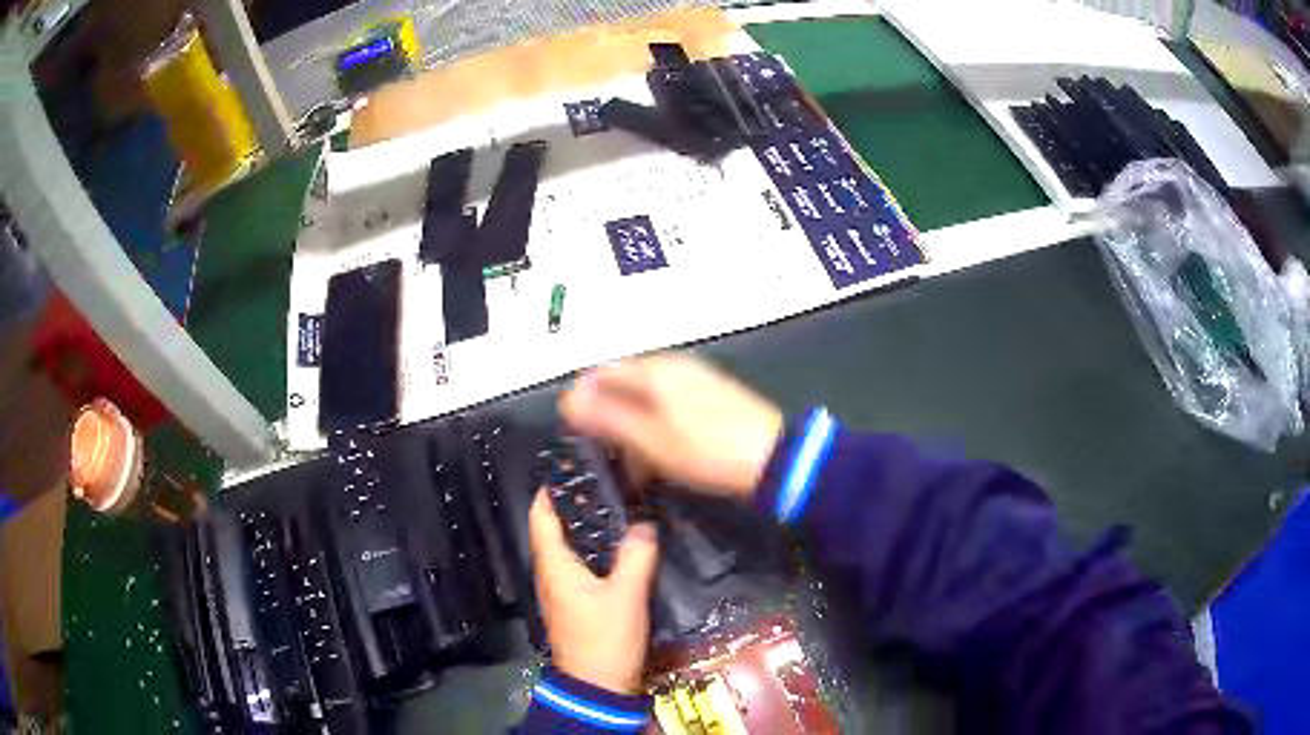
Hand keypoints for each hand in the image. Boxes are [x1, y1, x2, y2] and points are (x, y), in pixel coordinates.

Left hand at [529, 489, 659, 693]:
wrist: (598, 685)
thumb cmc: (605, 638)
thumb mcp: (626, 595)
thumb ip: (636, 556)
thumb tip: (644, 524)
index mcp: (554, 566)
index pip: (541, 517)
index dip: (550, 490)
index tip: (571, 467)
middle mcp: (551, 573)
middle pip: (555, 529)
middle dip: (575, 505)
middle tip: (606, 481)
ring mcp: (561, 590)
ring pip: (569, 548)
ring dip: (586, 528)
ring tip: (617, 507)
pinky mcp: (575, 604)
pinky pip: (580, 566)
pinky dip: (595, 550)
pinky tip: (620, 547)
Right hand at [560, 354, 783, 498]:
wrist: (774, 460)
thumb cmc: (708, 451)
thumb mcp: (650, 439)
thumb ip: (607, 417)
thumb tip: (568, 399)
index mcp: (654, 370)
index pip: (600, 373)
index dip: (583, 402)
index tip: (578, 437)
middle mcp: (671, 367)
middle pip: (623, 387)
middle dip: (609, 421)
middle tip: (608, 459)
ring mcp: (693, 382)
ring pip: (645, 403)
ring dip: (633, 433)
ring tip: (636, 469)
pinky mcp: (709, 400)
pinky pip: (668, 411)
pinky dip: (656, 433)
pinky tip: (661, 461)